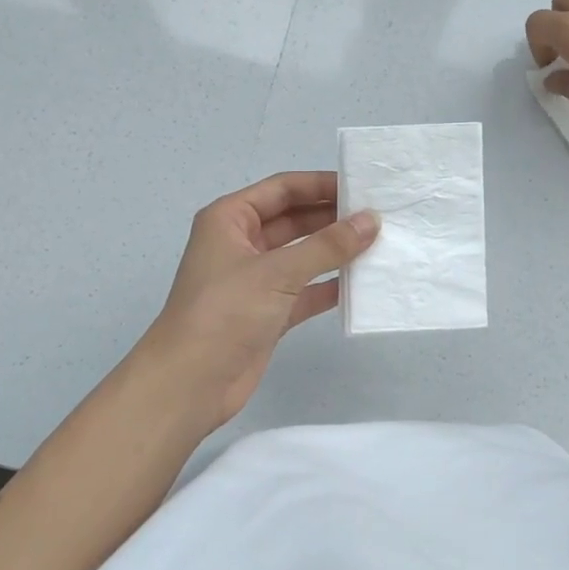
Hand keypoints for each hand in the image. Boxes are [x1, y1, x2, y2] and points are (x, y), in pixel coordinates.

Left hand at [138, 172, 378, 434]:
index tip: (363, 187)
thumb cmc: (226, 311)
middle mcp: (241, 243)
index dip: (321, 185)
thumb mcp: (277, 271)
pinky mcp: (267, 313)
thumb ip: (327, 245)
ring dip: (335, 252)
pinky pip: (305, 290)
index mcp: (230, 219)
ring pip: (302, 256)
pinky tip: (362, 283)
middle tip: (379, 216)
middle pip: (294, 220)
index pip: (282, 189)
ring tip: (379, 244)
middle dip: (332, 218)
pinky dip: (329, 286)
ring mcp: (255, 280)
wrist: (190, 384)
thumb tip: (371, 221)